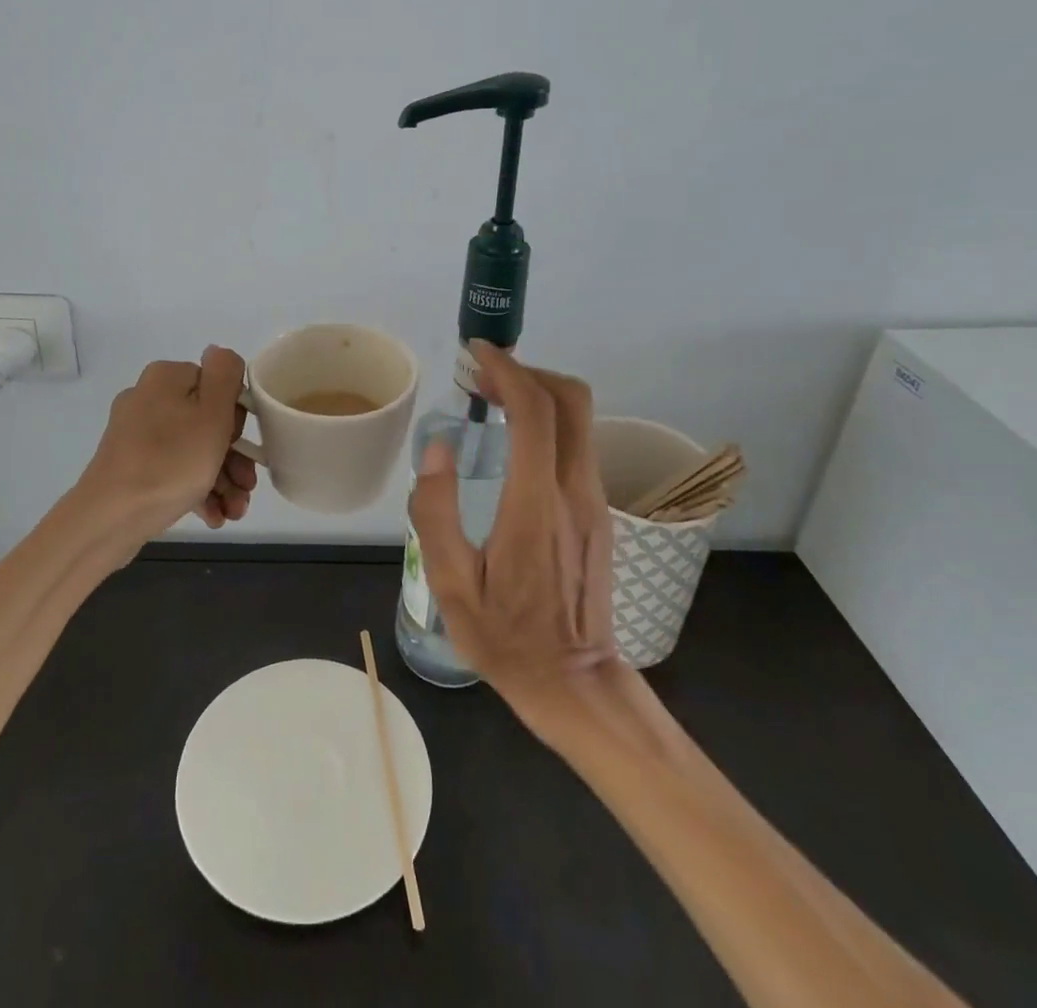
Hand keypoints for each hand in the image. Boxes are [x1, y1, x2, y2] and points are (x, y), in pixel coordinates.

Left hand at [79, 346, 258, 549]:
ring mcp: (136, 434)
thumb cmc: (170, 463)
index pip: (218, 387)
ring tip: (234, 511)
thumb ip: (225, 375)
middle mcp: (148, 398)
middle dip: (233, 458)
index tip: (246, 449)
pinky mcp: (129, 464)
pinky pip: (172, 469)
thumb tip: (219, 353)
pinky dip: (195, 489)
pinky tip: (213, 516)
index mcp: (166, 378)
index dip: (237, 419)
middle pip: (207, 421)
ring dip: (220, 479)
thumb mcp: (212, 415)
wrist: (109, 518)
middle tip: (246, 487)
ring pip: (192, 449)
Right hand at [407, 340, 616, 714]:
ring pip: (579, 419)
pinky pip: (578, 444)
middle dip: (528, 372)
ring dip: (539, 395)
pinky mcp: (600, 512)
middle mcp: (575, 491)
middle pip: (570, 399)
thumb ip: (436, 512)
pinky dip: (548, 422)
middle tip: (484, 377)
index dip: (507, 370)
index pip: (534, 411)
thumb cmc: (506, 638)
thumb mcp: (450, 584)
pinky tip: (515, 442)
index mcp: (536, 505)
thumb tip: (437, 448)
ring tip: (493, 402)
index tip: (477, 353)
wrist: (576, 682)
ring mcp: (595, 500)